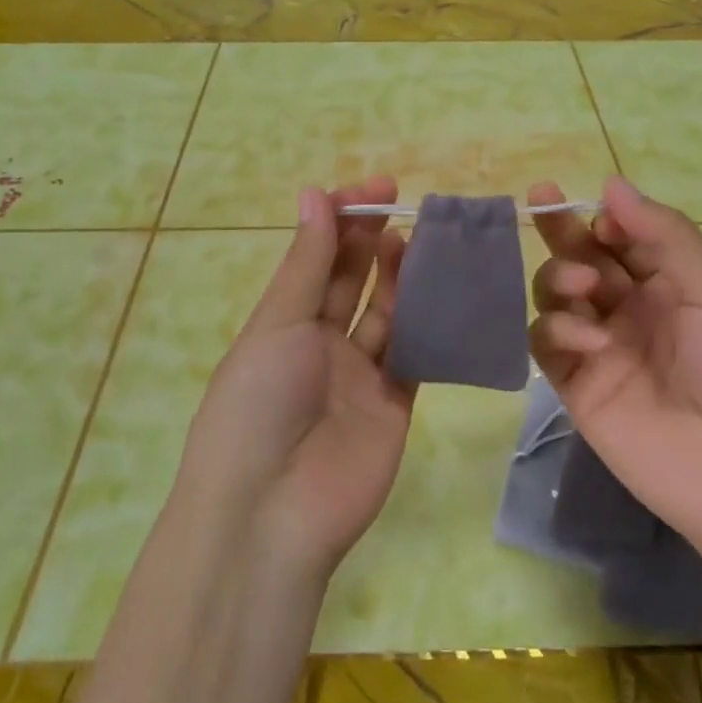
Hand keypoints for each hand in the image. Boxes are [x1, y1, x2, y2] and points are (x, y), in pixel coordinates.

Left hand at [173, 177, 415, 582]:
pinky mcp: (396, 404)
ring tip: (419, 240)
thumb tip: (314, 192)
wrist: (272, 512)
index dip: (341, 222)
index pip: (316, 259)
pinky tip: (444, 289)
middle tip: (400, 203)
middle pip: (352, 282)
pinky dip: (429, 323)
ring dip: (401, 276)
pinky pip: (416, 355)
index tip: (371, 190)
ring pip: (388, 313)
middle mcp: (321, 345)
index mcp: (283, 323)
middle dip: (372, 240)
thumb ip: (307, 263)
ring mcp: (360, 375)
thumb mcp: (276, 324)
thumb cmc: (257, 403)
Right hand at [527, 176, 701, 590]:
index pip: (620, 237)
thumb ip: (663, 233)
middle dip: (562, 230)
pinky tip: (590, 341)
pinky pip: (546, 343)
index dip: (602, 218)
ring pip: (555, 296)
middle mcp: (630, 309)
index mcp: (670, 284)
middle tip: (541, 199)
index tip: (597, 213)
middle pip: (580, 258)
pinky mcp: (576, 386)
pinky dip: (557, 330)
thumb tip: (610, 183)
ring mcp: (600, 347)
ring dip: (559, 278)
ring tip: (585, 288)